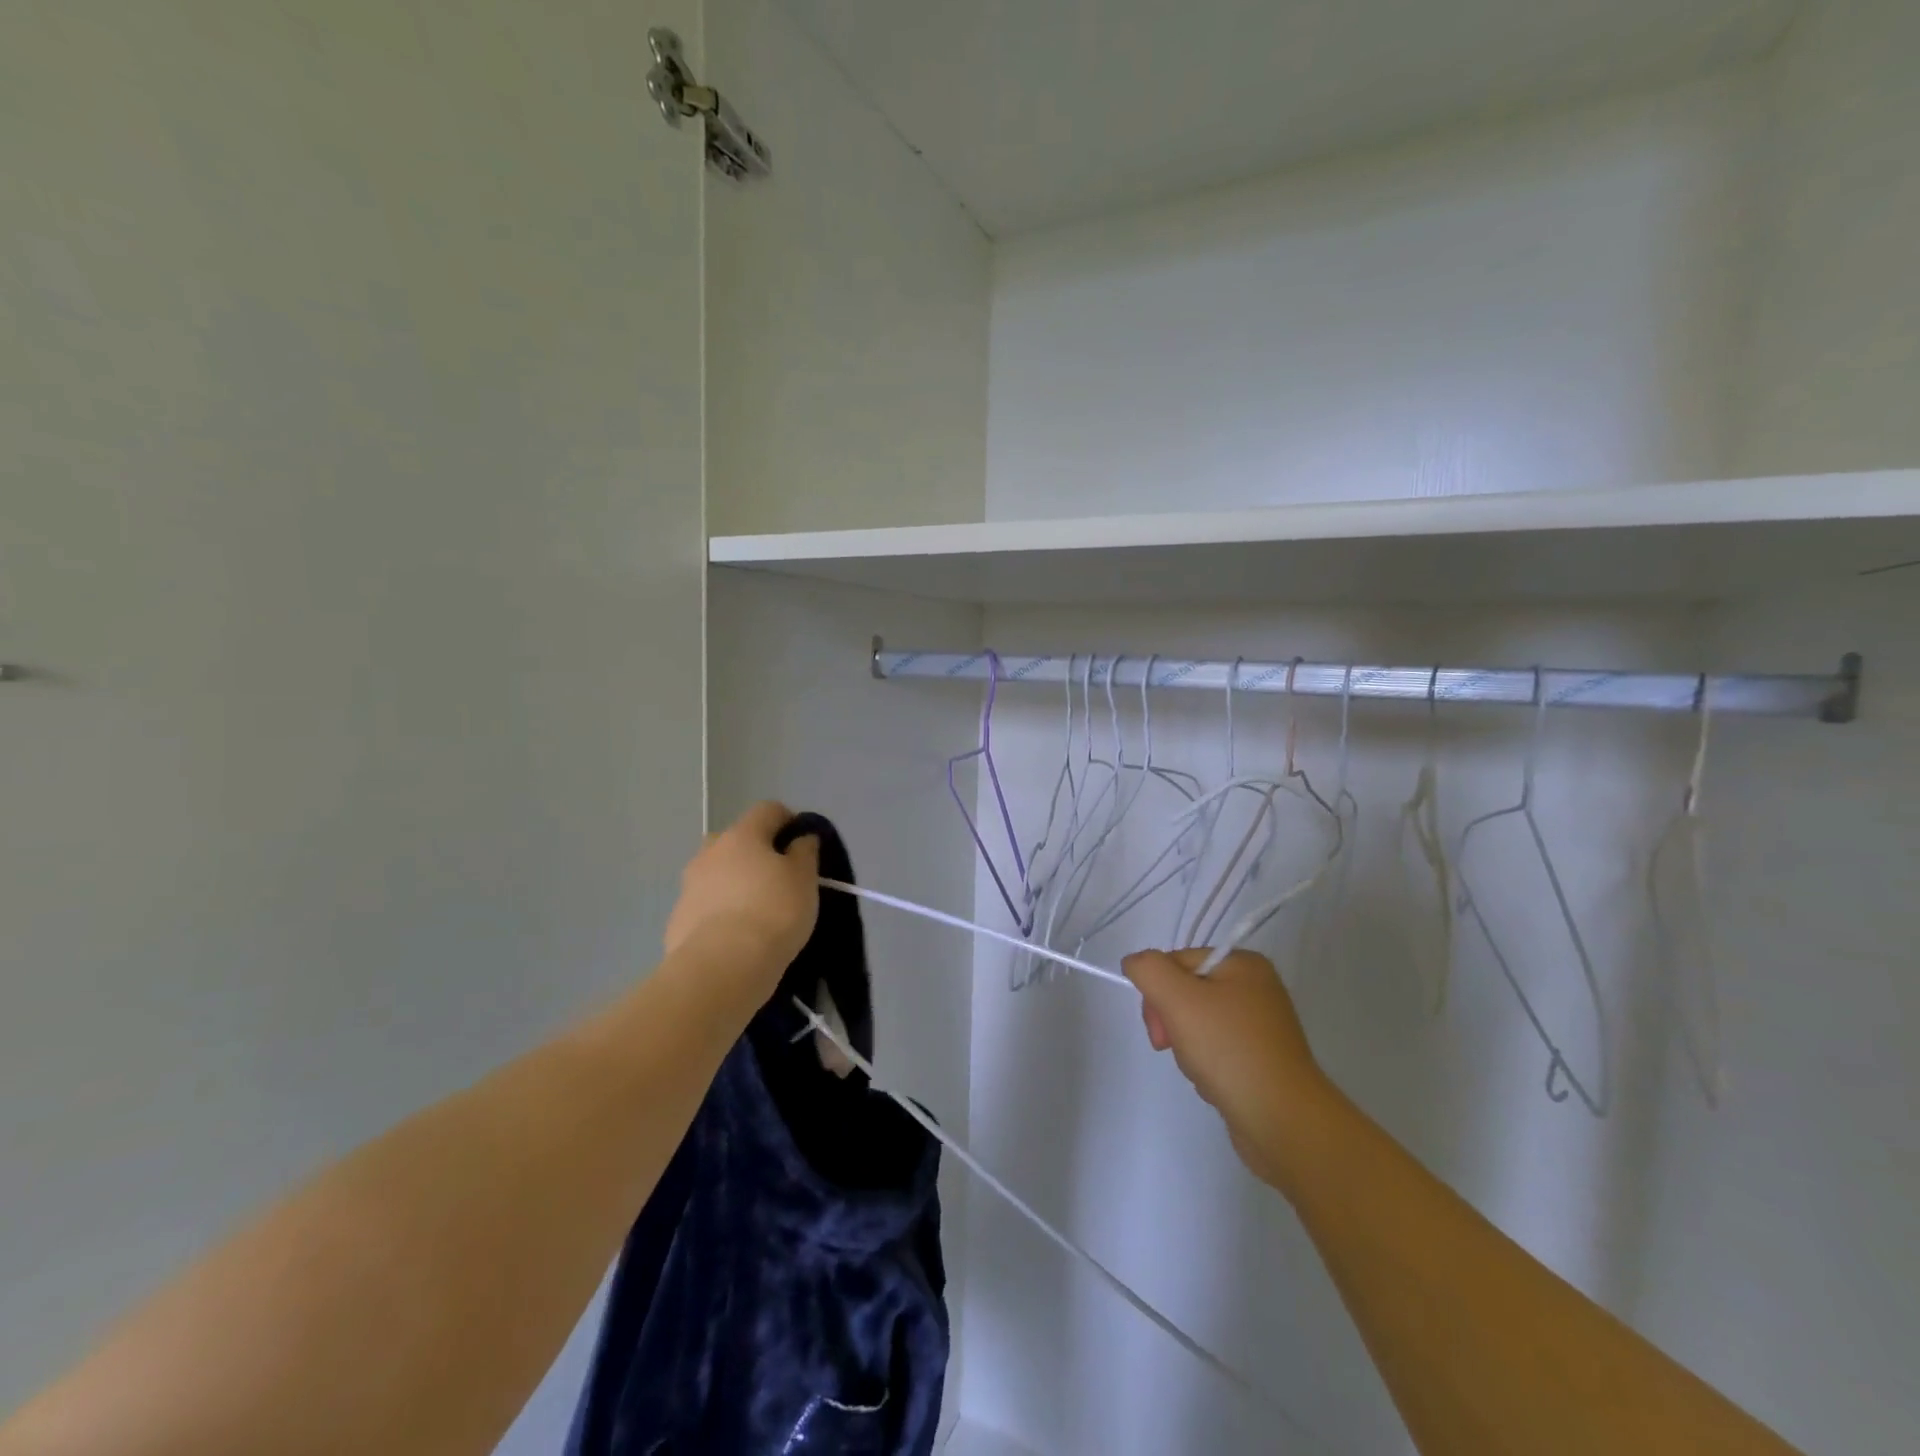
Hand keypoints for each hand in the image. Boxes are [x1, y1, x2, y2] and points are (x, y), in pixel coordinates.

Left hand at [665, 802, 819, 995]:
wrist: (722, 967)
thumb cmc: (773, 912)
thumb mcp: (804, 879)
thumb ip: (804, 852)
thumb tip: (801, 838)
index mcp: (742, 835)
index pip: (768, 809)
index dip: (788, 820)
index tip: (803, 843)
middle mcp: (710, 852)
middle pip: (736, 839)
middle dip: (755, 852)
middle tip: (777, 878)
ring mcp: (689, 886)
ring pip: (716, 873)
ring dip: (734, 882)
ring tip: (756, 911)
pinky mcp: (677, 919)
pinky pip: (704, 905)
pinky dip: (719, 912)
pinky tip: (735, 936)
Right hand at [1123, 948, 1335, 1192]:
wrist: (1283, 1121)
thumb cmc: (1229, 1050)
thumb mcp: (1179, 999)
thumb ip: (1149, 970)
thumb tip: (1134, 963)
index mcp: (1243, 964)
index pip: (1178, 962)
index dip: (1158, 992)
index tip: (1159, 1028)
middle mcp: (1256, 988)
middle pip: (1186, 993)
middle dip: (1172, 1022)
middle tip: (1170, 1048)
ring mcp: (1261, 1026)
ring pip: (1198, 1024)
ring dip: (1187, 1048)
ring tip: (1201, 1071)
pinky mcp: (1262, 1060)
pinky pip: (1218, 1051)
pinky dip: (1207, 1066)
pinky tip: (1214, 1084)